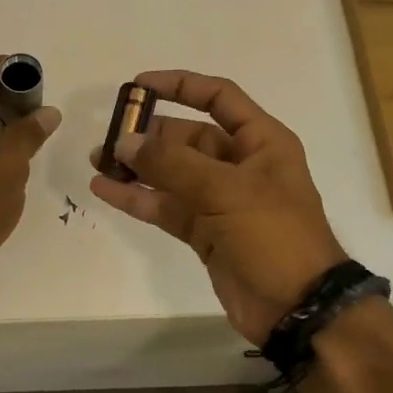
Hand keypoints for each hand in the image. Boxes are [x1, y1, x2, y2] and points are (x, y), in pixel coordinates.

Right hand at [89, 71, 345, 343]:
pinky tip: (104, 191)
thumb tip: (125, 143)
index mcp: (261, 142)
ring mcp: (220, 200)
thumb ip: (173, 164)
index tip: (139, 85)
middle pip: (187, 137)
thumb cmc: (273, 235)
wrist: (296, 307)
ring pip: (171, 173)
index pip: (219, 98)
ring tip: (97, 162)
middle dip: (148, 134)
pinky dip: (137, 198)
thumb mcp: (226, 190)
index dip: (181, 85)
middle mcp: (240, 165)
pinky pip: (165, 206)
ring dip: (137, 167)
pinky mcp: (203, 231)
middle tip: (108, 137)